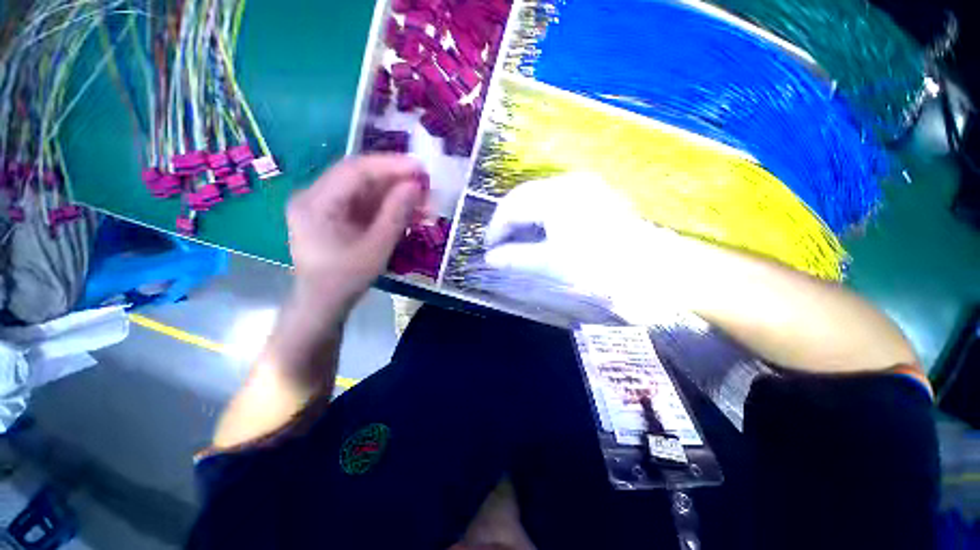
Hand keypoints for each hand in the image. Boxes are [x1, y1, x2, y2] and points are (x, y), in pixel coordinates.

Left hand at [286, 154, 428, 315]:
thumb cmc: (346, 280)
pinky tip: (409, 211)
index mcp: (316, 202)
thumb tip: (415, 185)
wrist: (323, 304)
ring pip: (364, 188)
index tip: (421, 168)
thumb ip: (396, 214)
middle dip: (396, 179)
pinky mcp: (334, 213)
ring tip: (423, 201)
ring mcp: (323, 204)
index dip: (391, 165)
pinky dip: (387, 205)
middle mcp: (314, 195)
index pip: (355, 170)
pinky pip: (363, 202)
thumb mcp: (376, 248)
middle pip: (359, 176)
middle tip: (426, 186)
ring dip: (395, 193)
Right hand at [484, 173, 691, 325]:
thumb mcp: (552, 264)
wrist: (653, 270)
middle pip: (524, 196)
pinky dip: (541, 214)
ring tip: (517, 239)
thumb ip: (516, 258)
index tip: (488, 248)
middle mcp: (568, 182)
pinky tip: (540, 230)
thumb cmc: (599, 266)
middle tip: (500, 244)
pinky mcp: (594, 193)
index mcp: (556, 196)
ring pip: (539, 196)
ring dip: (524, 217)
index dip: (495, 227)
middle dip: (508, 220)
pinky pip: (556, 198)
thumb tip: (490, 258)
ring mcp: (584, 185)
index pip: (512, 206)